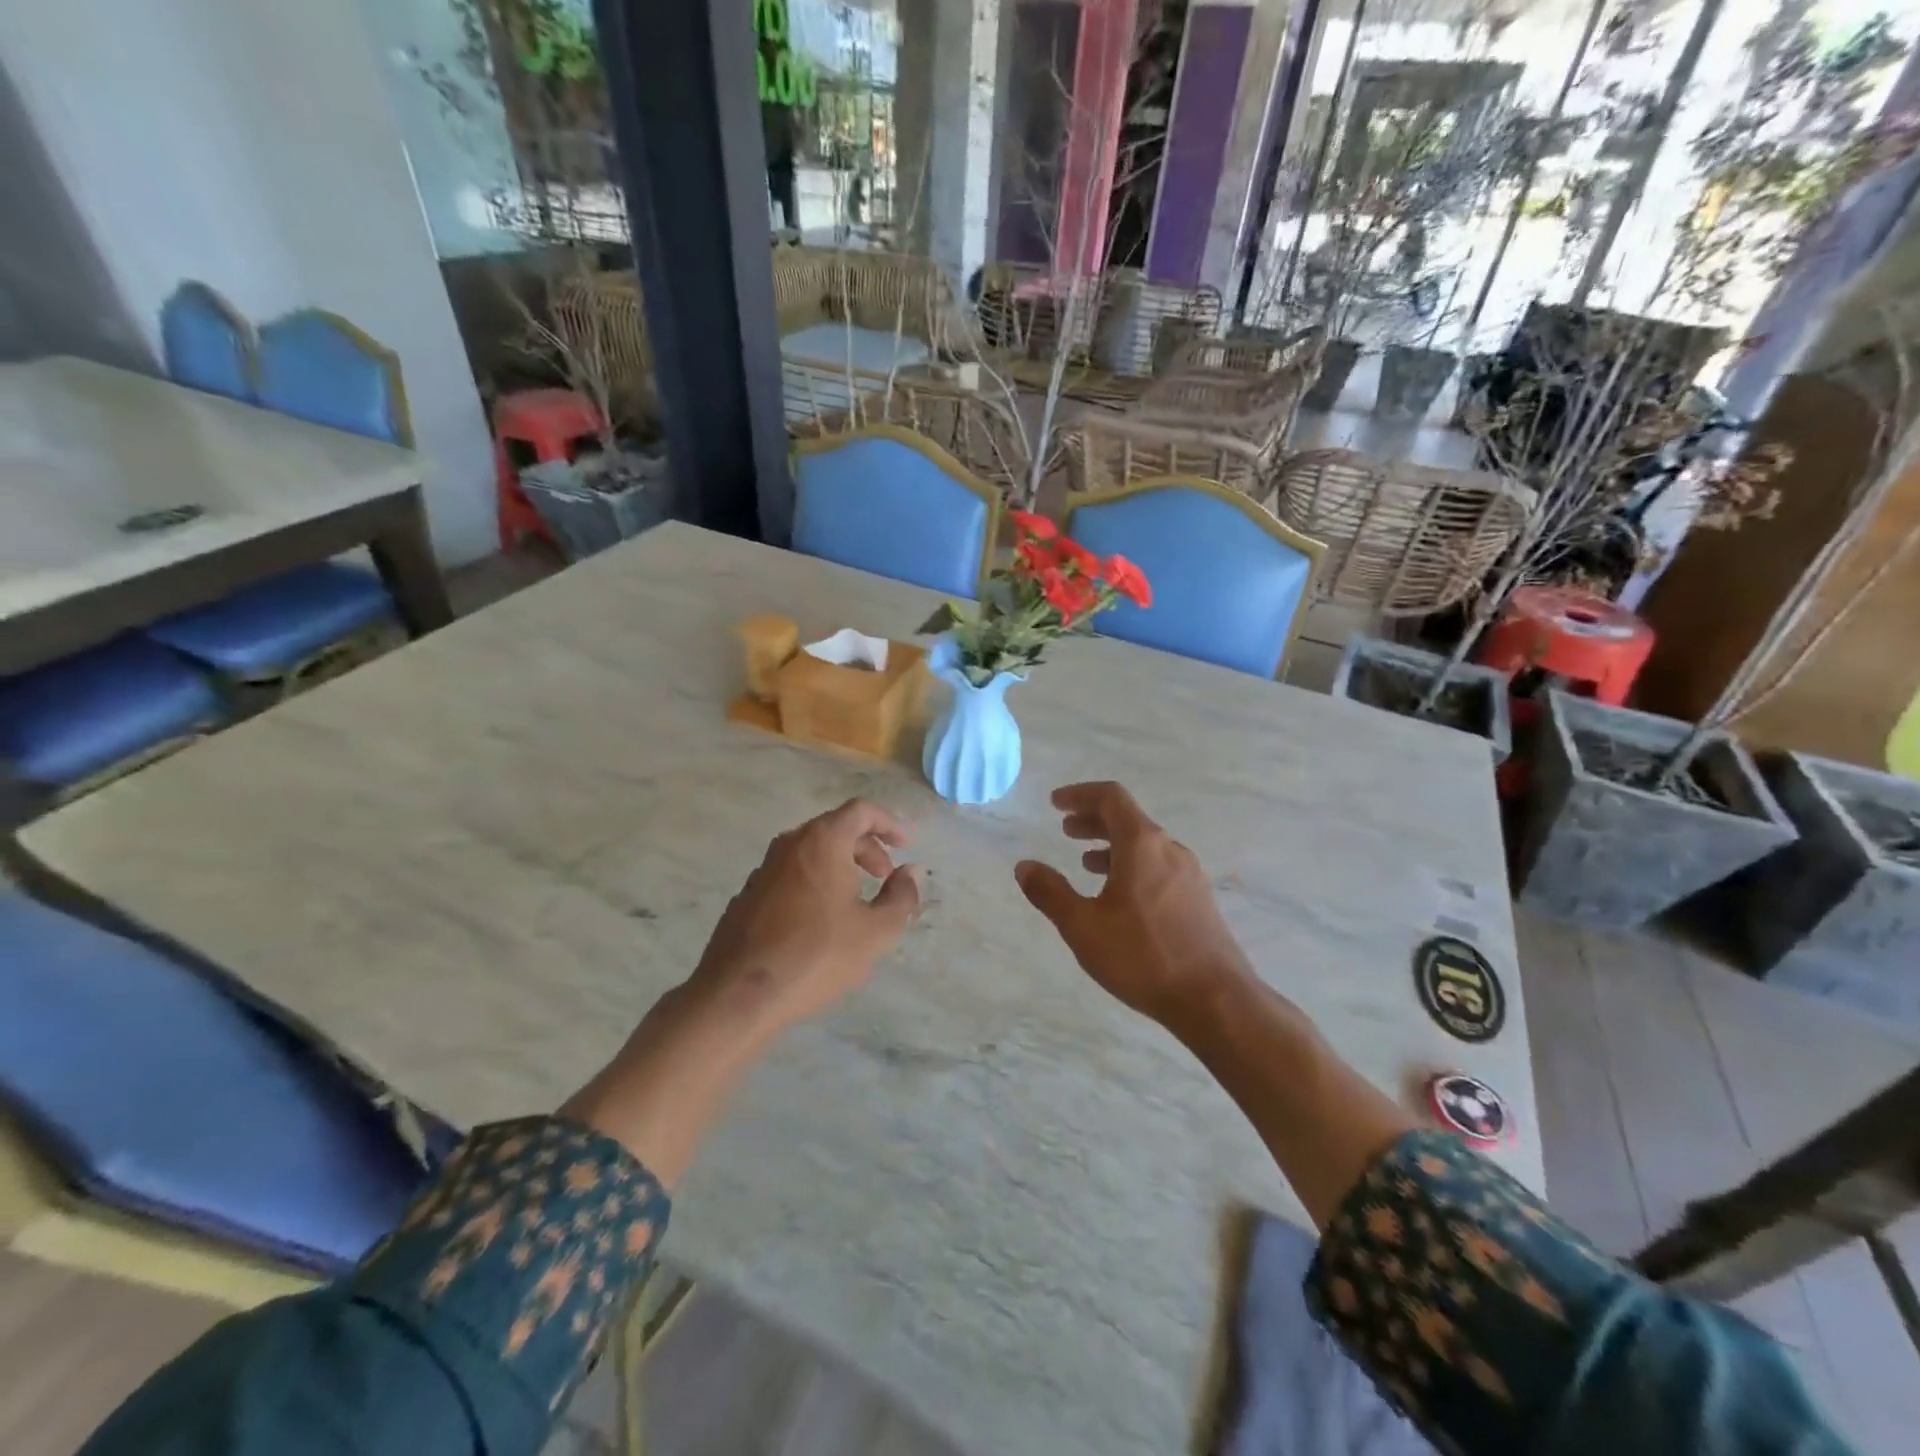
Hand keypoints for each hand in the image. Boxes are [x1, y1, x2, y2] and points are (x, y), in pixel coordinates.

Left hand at [689, 798, 923, 1033]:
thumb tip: (911, 872)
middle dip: (865, 848)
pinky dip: (812, 884)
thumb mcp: (876, 931)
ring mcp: (763, 869)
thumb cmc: (817, 955)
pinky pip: (789, 876)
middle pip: (834, 829)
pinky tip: (818, 922)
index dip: (888, 823)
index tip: (904, 845)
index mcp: (822, 841)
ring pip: (809, 853)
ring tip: (854, 901)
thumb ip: (901, 896)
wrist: (739, 994)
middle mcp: (789, 845)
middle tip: (883, 877)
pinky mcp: (747, 896)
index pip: (860, 811)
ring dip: (838, 866)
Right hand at [1015, 782, 1251, 1029]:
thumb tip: (1024, 866)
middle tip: (1065, 829)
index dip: (1080, 794)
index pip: (1111, 797)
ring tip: (1086, 864)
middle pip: (1128, 818)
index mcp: (1142, 844)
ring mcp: (1189, 874)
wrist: (1216, 1000)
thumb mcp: (1083, 927)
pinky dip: (1131, 865)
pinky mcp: (1198, 899)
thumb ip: (1051, 893)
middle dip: (1093, 820)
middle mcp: (1169, 849)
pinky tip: (1118, 896)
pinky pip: (1158, 866)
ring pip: (1144, 845)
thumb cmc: (1143, 956)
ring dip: (1111, 845)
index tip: (1055, 803)